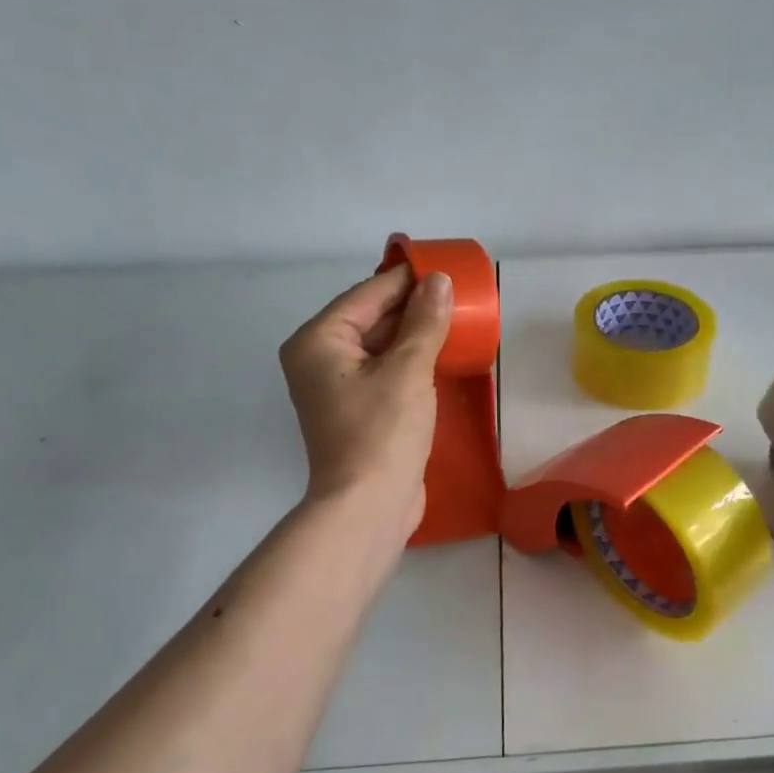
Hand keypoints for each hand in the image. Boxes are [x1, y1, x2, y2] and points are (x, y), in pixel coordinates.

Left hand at [280, 265, 453, 536]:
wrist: (370, 506)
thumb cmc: (383, 432)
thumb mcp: (408, 370)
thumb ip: (424, 322)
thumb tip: (439, 281)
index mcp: (318, 342)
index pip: (366, 295)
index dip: (406, 280)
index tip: (442, 267)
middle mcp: (319, 360)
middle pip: (370, 319)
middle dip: (412, 308)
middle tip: (455, 295)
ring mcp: (337, 388)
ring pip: (379, 347)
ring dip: (413, 335)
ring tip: (454, 320)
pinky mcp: (357, 411)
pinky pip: (384, 372)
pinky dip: (410, 361)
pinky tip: (440, 356)